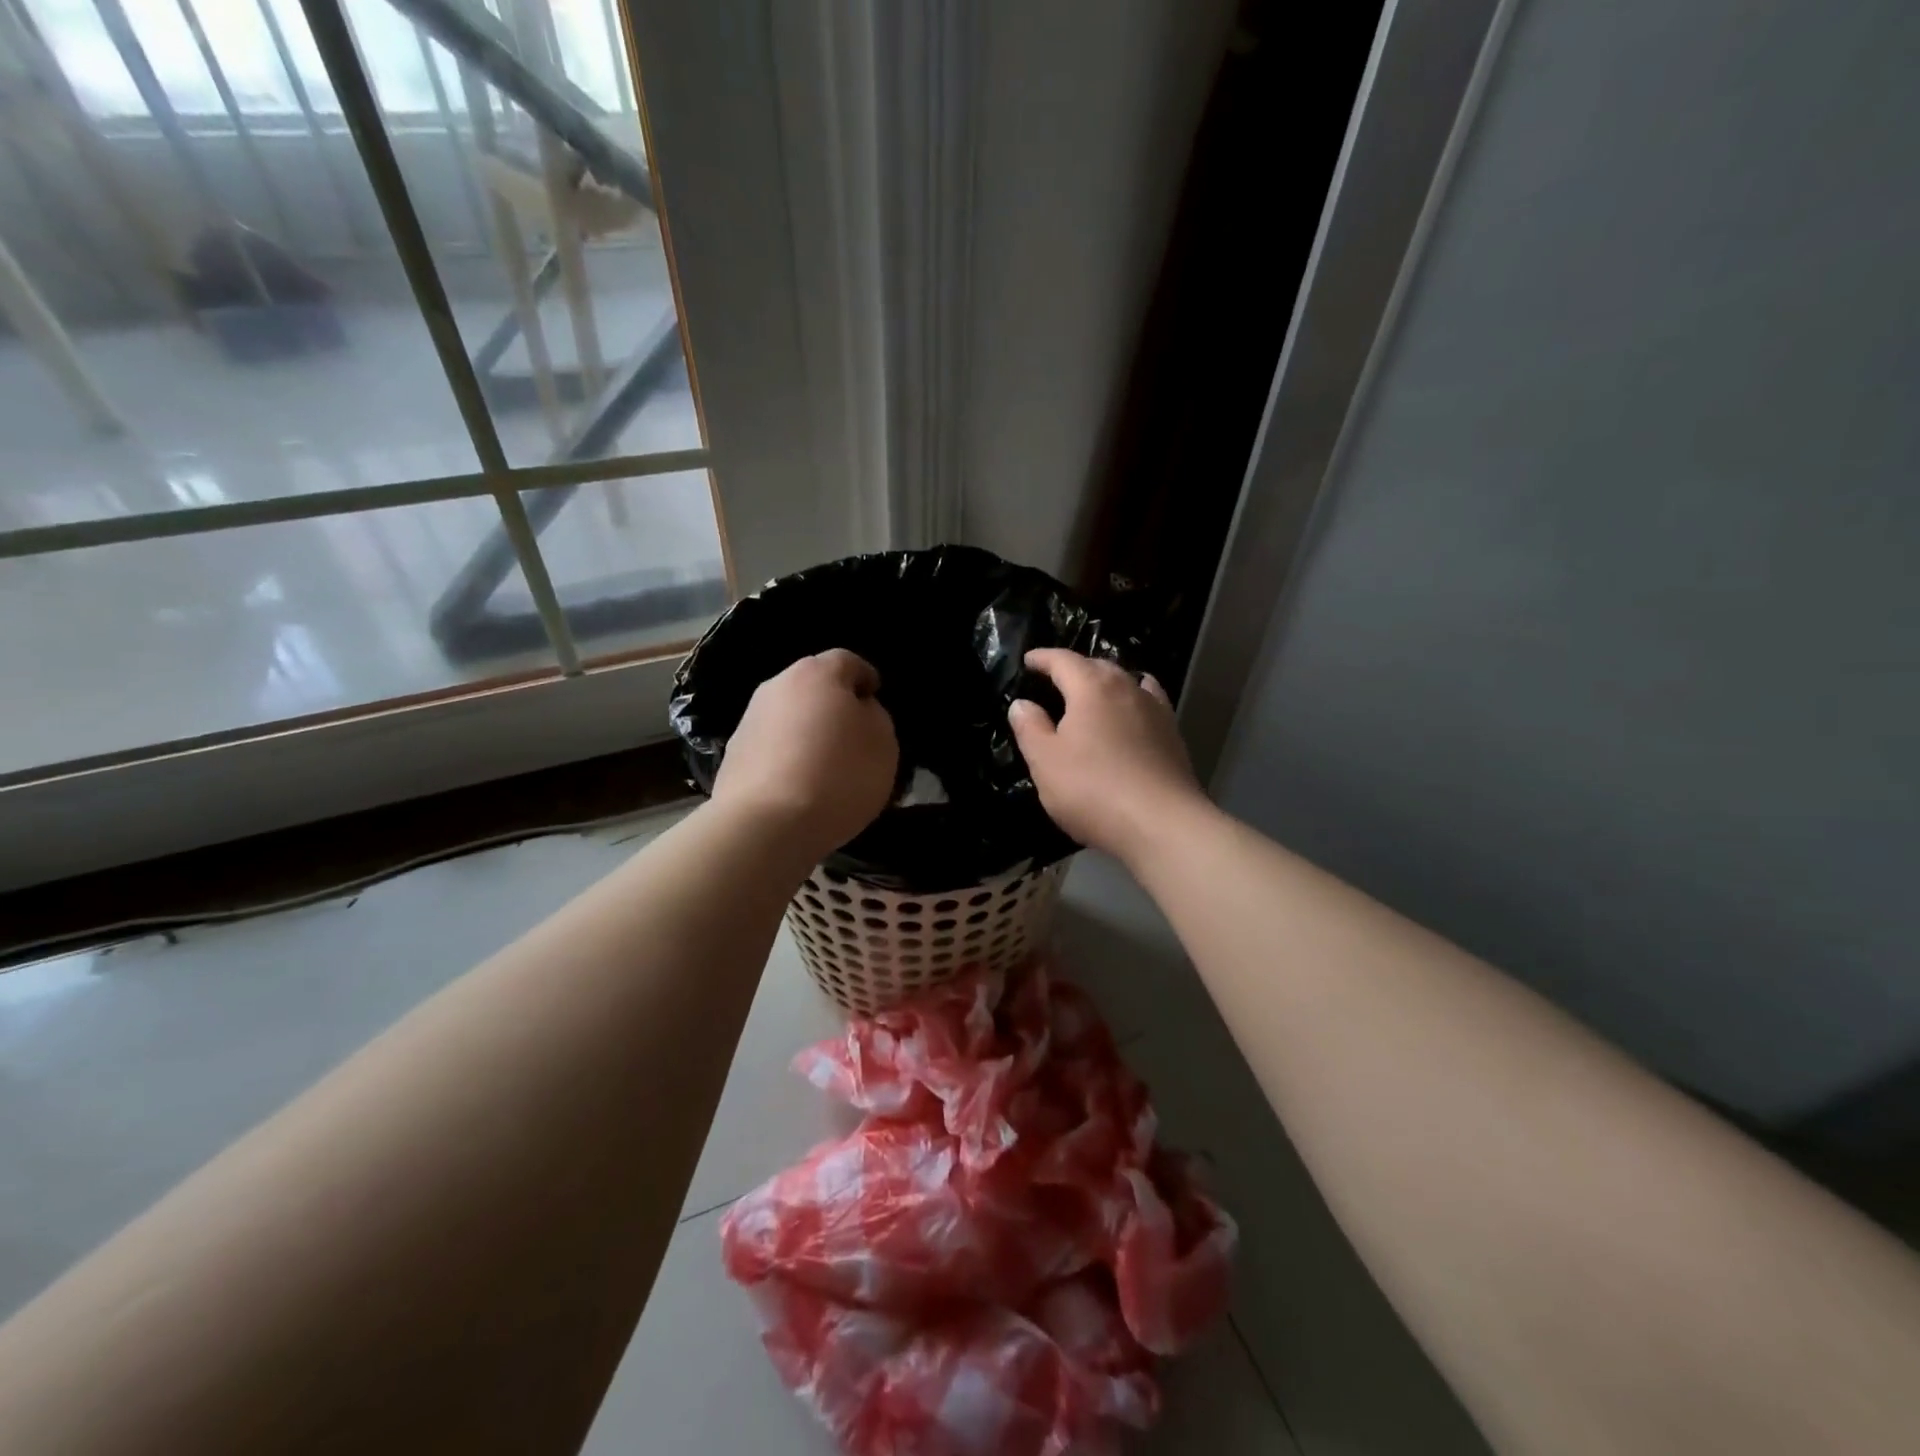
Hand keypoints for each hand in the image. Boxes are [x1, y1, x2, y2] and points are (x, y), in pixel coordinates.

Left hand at [713, 649, 898, 859]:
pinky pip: (771, 747)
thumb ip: (875, 716)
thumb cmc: (838, 775)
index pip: (848, 661)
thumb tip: (858, 710)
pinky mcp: (732, 755)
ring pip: (788, 717)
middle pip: (812, 687)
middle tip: (852, 736)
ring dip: (807, 732)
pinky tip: (798, 787)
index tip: (876, 699)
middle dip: (833, 706)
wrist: (766, 824)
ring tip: (825, 767)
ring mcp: (749, 720)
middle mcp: (777, 686)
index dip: (866, 678)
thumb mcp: (883, 744)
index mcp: (817, 673)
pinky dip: (786, 758)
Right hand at [1009, 649, 1203, 861]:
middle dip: (1075, 668)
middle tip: (1056, 678)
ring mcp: (1155, 710)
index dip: (1043, 658)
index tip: (1028, 660)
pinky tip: (1133, 711)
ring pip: (1127, 682)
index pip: (1063, 660)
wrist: (1161, 824)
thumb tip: (1021, 704)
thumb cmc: (1093, 790)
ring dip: (1106, 682)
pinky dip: (1134, 699)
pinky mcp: (1173, 735)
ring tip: (1093, 692)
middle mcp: (1127, 688)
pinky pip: (1149, 703)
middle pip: (1098, 666)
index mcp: (1092, 688)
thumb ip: (1030, 728)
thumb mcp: (1045, 761)